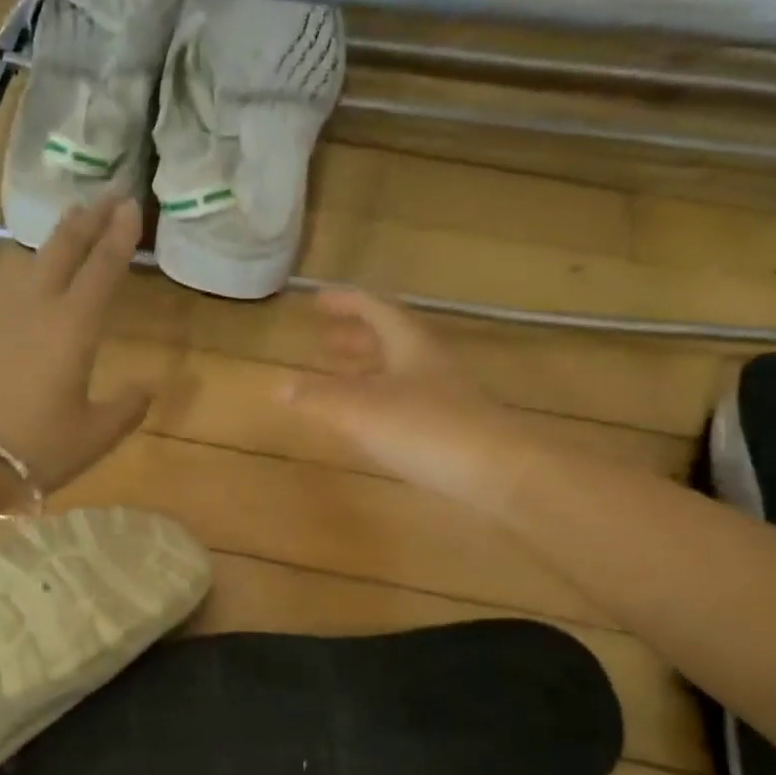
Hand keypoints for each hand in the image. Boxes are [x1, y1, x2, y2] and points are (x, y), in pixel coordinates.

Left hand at [0, 198, 151, 492]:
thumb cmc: (37, 448)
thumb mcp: (96, 434)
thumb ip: (127, 406)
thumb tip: (148, 387)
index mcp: (73, 328)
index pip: (101, 269)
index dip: (119, 236)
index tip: (131, 204)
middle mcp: (39, 311)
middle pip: (63, 250)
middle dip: (88, 220)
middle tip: (107, 195)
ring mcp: (7, 321)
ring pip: (37, 264)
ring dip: (60, 238)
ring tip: (76, 219)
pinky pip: (21, 288)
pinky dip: (40, 268)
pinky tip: (42, 276)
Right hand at [280, 288, 521, 510]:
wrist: (497, 471)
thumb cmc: (425, 428)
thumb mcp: (360, 410)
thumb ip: (318, 398)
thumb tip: (279, 386)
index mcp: (409, 345)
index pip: (375, 309)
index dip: (345, 302)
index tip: (317, 303)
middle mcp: (428, 363)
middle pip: (388, 339)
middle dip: (353, 338)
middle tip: (323, 344)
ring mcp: (443, 396)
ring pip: (397, 372)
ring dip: (366, 371)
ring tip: (337, 380)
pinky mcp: (450, 428)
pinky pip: (405, 401)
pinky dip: (379, 401)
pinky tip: (368, 422)